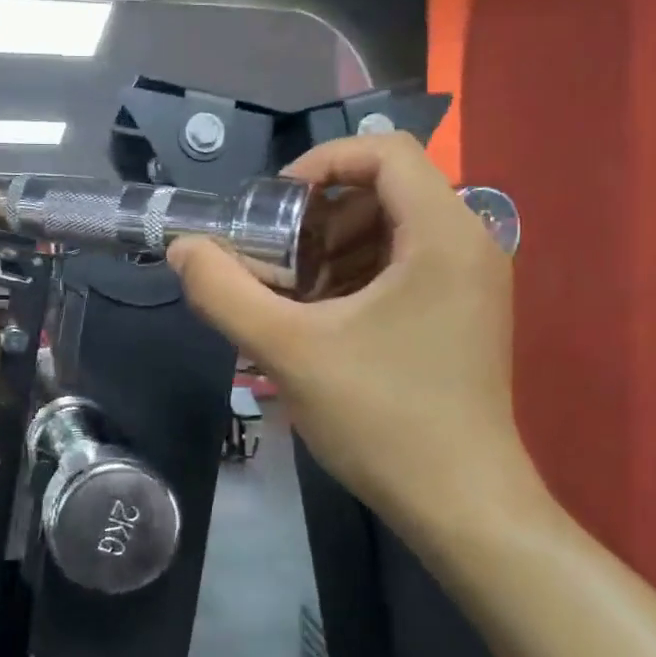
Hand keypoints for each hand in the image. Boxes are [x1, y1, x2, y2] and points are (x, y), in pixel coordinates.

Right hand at [167, 132, 542, 537]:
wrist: (461, 505)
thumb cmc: (382, 419)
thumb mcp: (289, 351)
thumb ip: (225, 292)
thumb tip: (182, 248)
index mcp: (442, 235)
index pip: (386, 150)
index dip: (321, 163)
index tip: (274, 208)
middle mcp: (469, 244)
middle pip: (386, 190)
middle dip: (320, 216)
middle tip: (276, 260)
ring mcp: (472, 282)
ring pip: (393, 230)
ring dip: (334, 249)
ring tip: (293, 297)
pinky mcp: (464, 314)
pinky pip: (406, 267)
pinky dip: (358, 276)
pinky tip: (324, 322)